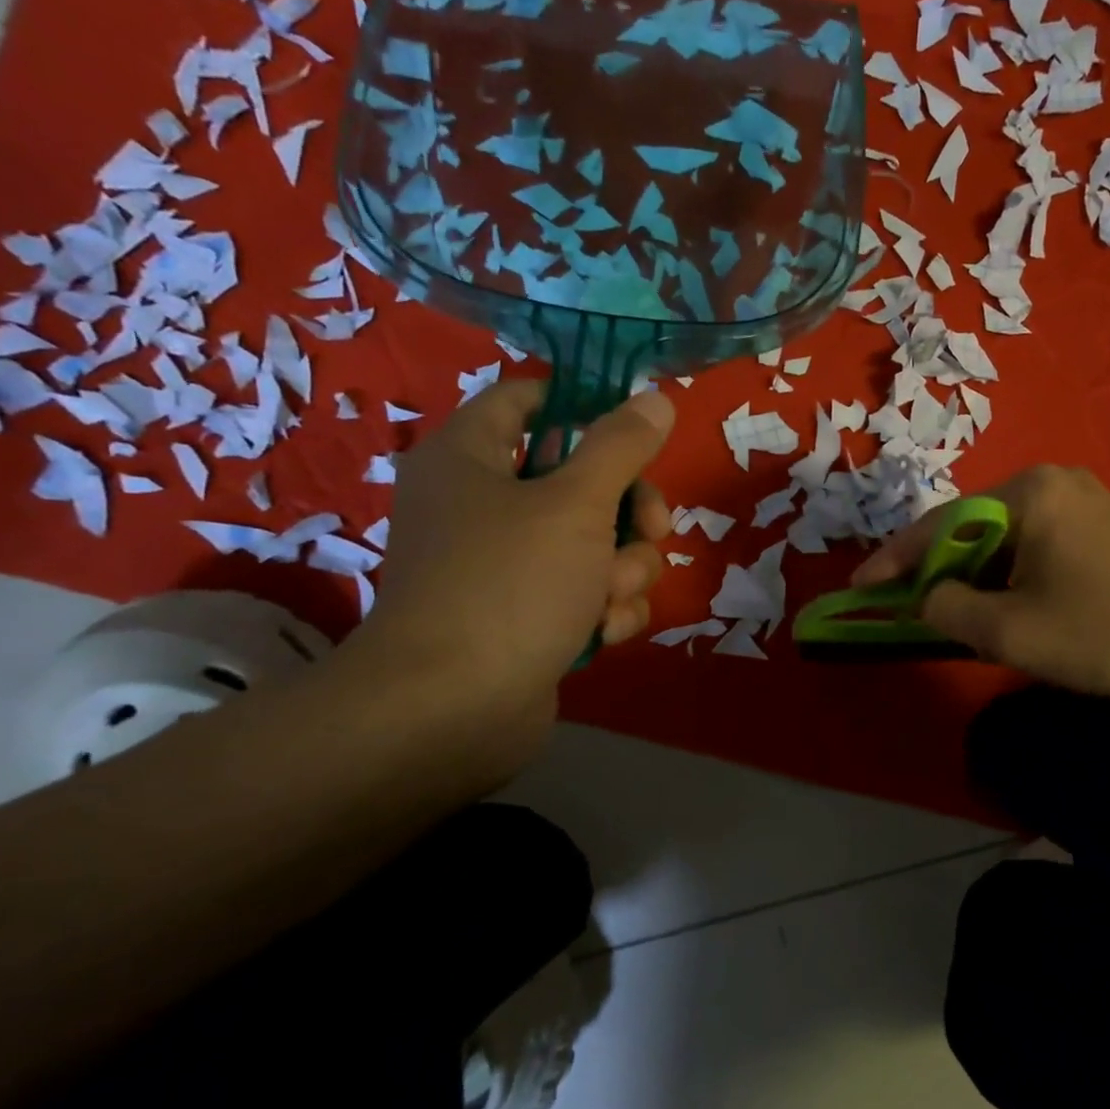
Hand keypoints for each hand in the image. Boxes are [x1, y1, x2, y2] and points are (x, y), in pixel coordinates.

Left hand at [344, 379, 674, 778]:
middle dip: (629, 508)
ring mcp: (506, 565)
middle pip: (580, 478)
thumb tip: (655, 398)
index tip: (638, 428)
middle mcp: (483, 505)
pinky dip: (604, 607)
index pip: (528, 400)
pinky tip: (604, 631)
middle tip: (652, 529)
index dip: (585, 405)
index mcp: (470, 457)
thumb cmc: (510, 584)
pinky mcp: (528, 616)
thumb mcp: (576, 503)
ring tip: (609, 597)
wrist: (453, 710)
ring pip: (594, 542)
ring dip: (623, 568)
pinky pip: (585, 590)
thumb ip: (621, 446)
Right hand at [852, 466, 1109, 705]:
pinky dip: (1006, 573)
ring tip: (948, 610)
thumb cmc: (1107, 635)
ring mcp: (1083, 499)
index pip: (939, 525)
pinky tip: (1002, 601)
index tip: (858, 589)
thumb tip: (925, 598)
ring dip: (972, 574)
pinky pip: (1033, 543)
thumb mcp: (1010, 632)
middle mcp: (1052, 480)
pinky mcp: (1103, 523)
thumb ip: (946, 609)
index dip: (893, 561)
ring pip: (1002, 537)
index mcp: (1027, 493)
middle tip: (904, 605)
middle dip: (935, 568)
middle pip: (970, 526)